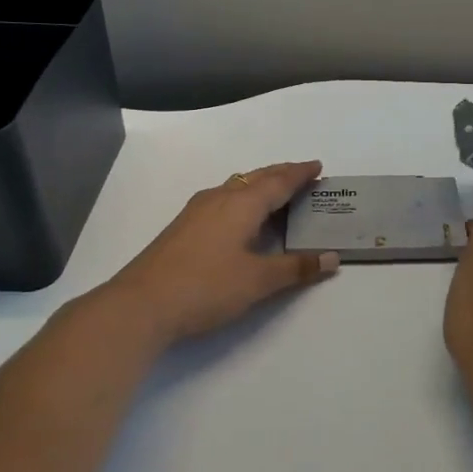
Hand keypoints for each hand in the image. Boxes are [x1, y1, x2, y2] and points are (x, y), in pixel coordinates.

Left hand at [101, 161, 338, 345]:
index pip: (278, 181)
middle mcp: (219, 198)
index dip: (300, 174)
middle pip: (256, 178)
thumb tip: (332, 258)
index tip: (318, 167)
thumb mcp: (258, 280)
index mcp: (241, 204)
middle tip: (302, 175)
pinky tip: (239, 217)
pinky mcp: (183, 228)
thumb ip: (296, 267)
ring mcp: (196, 212)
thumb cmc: (206, 287)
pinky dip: (242, 199)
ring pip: (235, 187)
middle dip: (281, 174)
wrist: (141, 305)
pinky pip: (222, 200)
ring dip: (259, 185)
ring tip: (276, 194)